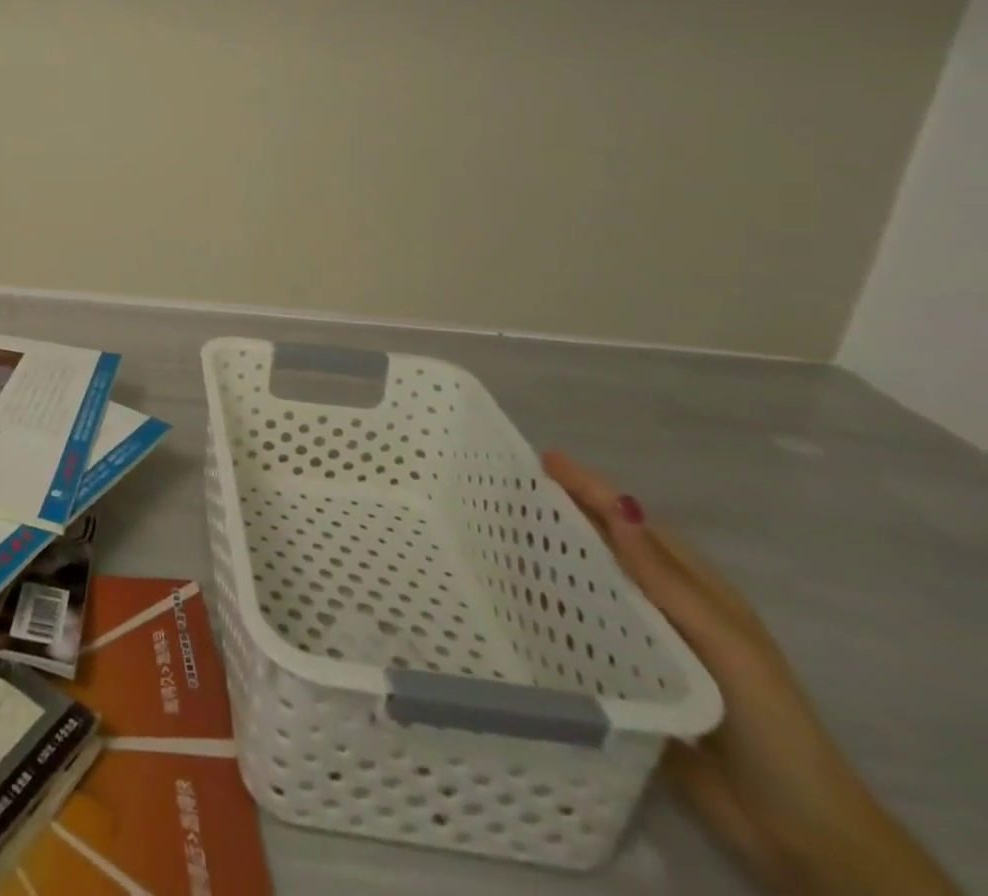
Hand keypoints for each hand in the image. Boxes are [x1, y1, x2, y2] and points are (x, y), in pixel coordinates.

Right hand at [542, 451, 956, 894]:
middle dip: (556, 515)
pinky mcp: (616, 673)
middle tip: (502, 494)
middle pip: (600, 546)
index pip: (630, 522)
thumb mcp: (726, 646)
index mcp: (690, 587)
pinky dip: (543, 607)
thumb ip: (667, 579)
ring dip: (544, 558)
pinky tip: (509, 598)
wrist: (795, 830)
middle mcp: (658, 604)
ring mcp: (636, 639)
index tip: (542, 458)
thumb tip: (617, 504)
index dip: (588, 487)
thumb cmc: (769, 723)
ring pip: (580, 583)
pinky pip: (572, 628)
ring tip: (493, 537)